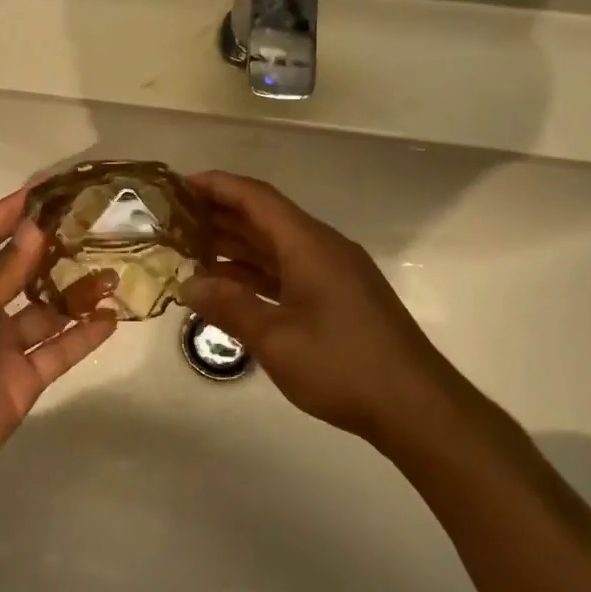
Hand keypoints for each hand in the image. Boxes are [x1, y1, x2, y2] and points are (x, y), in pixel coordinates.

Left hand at [0, 189, 115, 512]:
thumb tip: (37, 229)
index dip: (10, 210)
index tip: (49, 189)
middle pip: (22, 268)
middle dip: (54, 247)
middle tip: (96, 226)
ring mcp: (3, 344)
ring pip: (48, 309)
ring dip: (77, 291)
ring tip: (114, 270)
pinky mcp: (22, 379)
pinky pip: (59, 351)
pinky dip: (84, 336)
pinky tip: (111, 318)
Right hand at [180, 171, 475, 442]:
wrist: (416, 406)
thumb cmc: (343, 366)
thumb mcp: (276, 338)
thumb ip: (229, 306)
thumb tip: (188, 284)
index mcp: (309, 245)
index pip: (256, 198)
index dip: (217, 186)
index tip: (179, 185)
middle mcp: (322, 249)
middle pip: (264, 218)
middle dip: (219, 214)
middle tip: (174, 219)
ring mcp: (333, 274)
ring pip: (275, 247)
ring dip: (235, 245)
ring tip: (190, 249)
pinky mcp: (338, 298)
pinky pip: (287, 271)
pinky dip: (255, 273)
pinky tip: (227, 286)